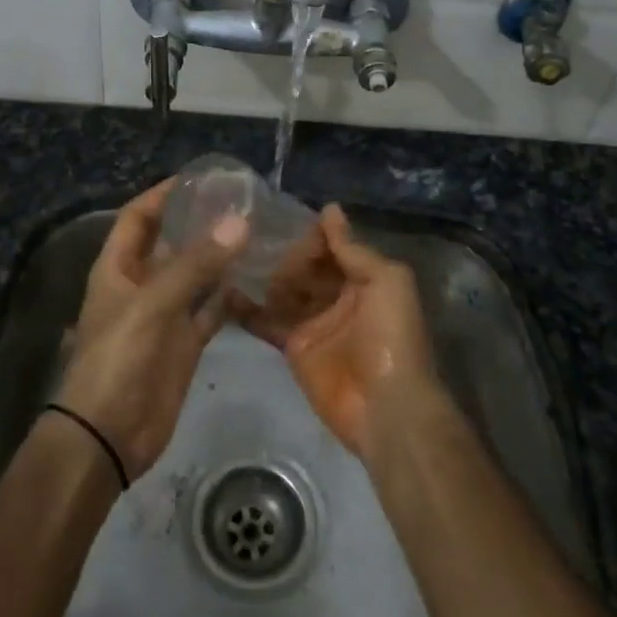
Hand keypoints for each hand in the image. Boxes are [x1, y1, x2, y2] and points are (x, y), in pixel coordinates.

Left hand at [52, 179, 248, 481]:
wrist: (108, 435)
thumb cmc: (118, 358)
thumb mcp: (152, 305)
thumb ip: (194, 264)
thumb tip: (239, 222)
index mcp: (118, 268)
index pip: (138, 217)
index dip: (162, 194)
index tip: (199, 177)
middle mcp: (141, 285)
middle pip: (169, 242)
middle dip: (198, 222)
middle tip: (241, 201)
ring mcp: (164, 315)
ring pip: (194, 275)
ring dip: (218, 256)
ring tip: (255, 231)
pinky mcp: (184, 343)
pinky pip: (209, 311)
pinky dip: (228, 296)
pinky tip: (256, 279)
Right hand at [240, 204, 438, 459]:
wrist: (387, 407)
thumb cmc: (392, 336)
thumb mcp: (387, 281)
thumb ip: (353, 248)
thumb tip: (329, 209)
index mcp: (364, 277)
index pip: (332, 246)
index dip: (312, 235)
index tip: (284, 222)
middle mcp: (336, 295)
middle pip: (305, 266)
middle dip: (286, 255)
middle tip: (258, 244)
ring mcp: (313, 322)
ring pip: (283, 289)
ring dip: (264, 275)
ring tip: (236, 257)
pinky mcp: (292, 347)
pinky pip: (266, 321)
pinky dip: (246, 309)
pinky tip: (224, 290)